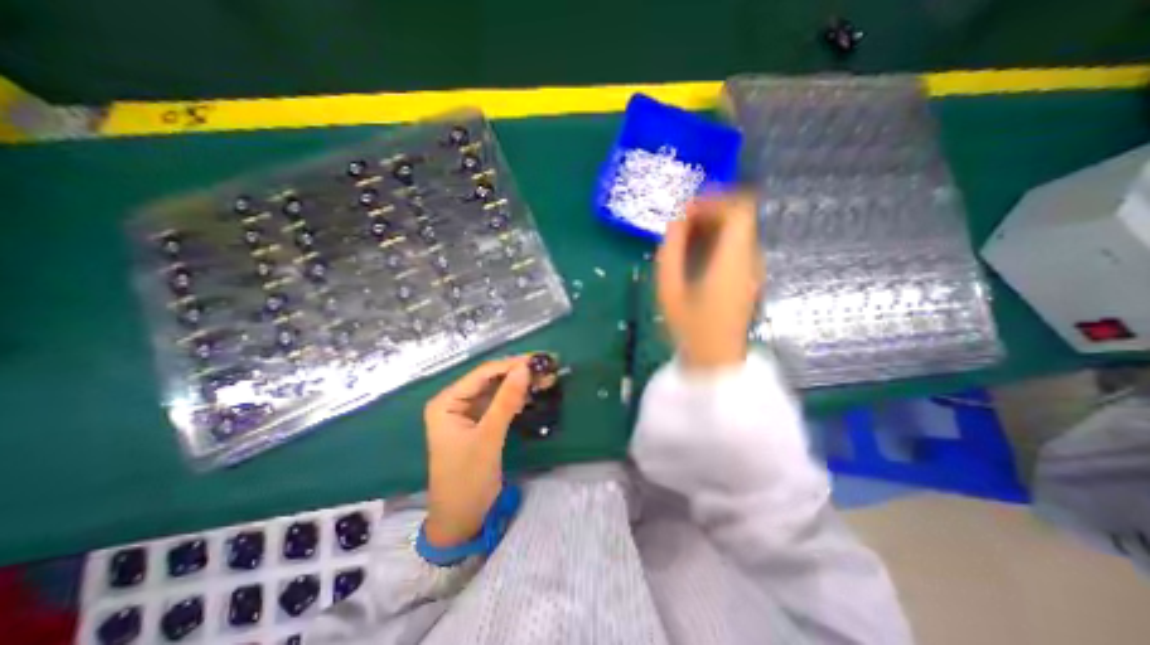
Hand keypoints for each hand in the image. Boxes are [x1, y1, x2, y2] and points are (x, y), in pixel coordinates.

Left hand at [421, 354, 534, 545]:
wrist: (462, 520)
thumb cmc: (467, 479)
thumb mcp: (488, 437)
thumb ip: (506, 401)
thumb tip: (525, 368)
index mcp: (447, 402)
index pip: (482, 374)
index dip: (511, 365)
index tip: (538, 360)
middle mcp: (456, 402)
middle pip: (491, 380)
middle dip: (519, 373)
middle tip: (547, 366)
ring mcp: (469, 412)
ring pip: (499, 390)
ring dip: (522, 384)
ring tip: (548, 378)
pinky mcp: (481, 423)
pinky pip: (501, 404)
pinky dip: (518, 399)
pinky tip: (535, 393)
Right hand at [655, 191, 760, 369]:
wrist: (716, 361)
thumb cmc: (690, 327)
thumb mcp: (670, 288)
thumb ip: (671, 250)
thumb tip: (675, 220)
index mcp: (733, 258)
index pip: (740, 208)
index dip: (714, 200)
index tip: (686, 209)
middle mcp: (750, 258)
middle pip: (739, 217)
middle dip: (709, 212)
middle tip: (679, 224)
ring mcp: (752, 269)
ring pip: (738, 231)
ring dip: (711, 227)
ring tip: (682, 240)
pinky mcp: (748, 278)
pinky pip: (736, 247)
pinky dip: (716, 241)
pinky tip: (694, 256)